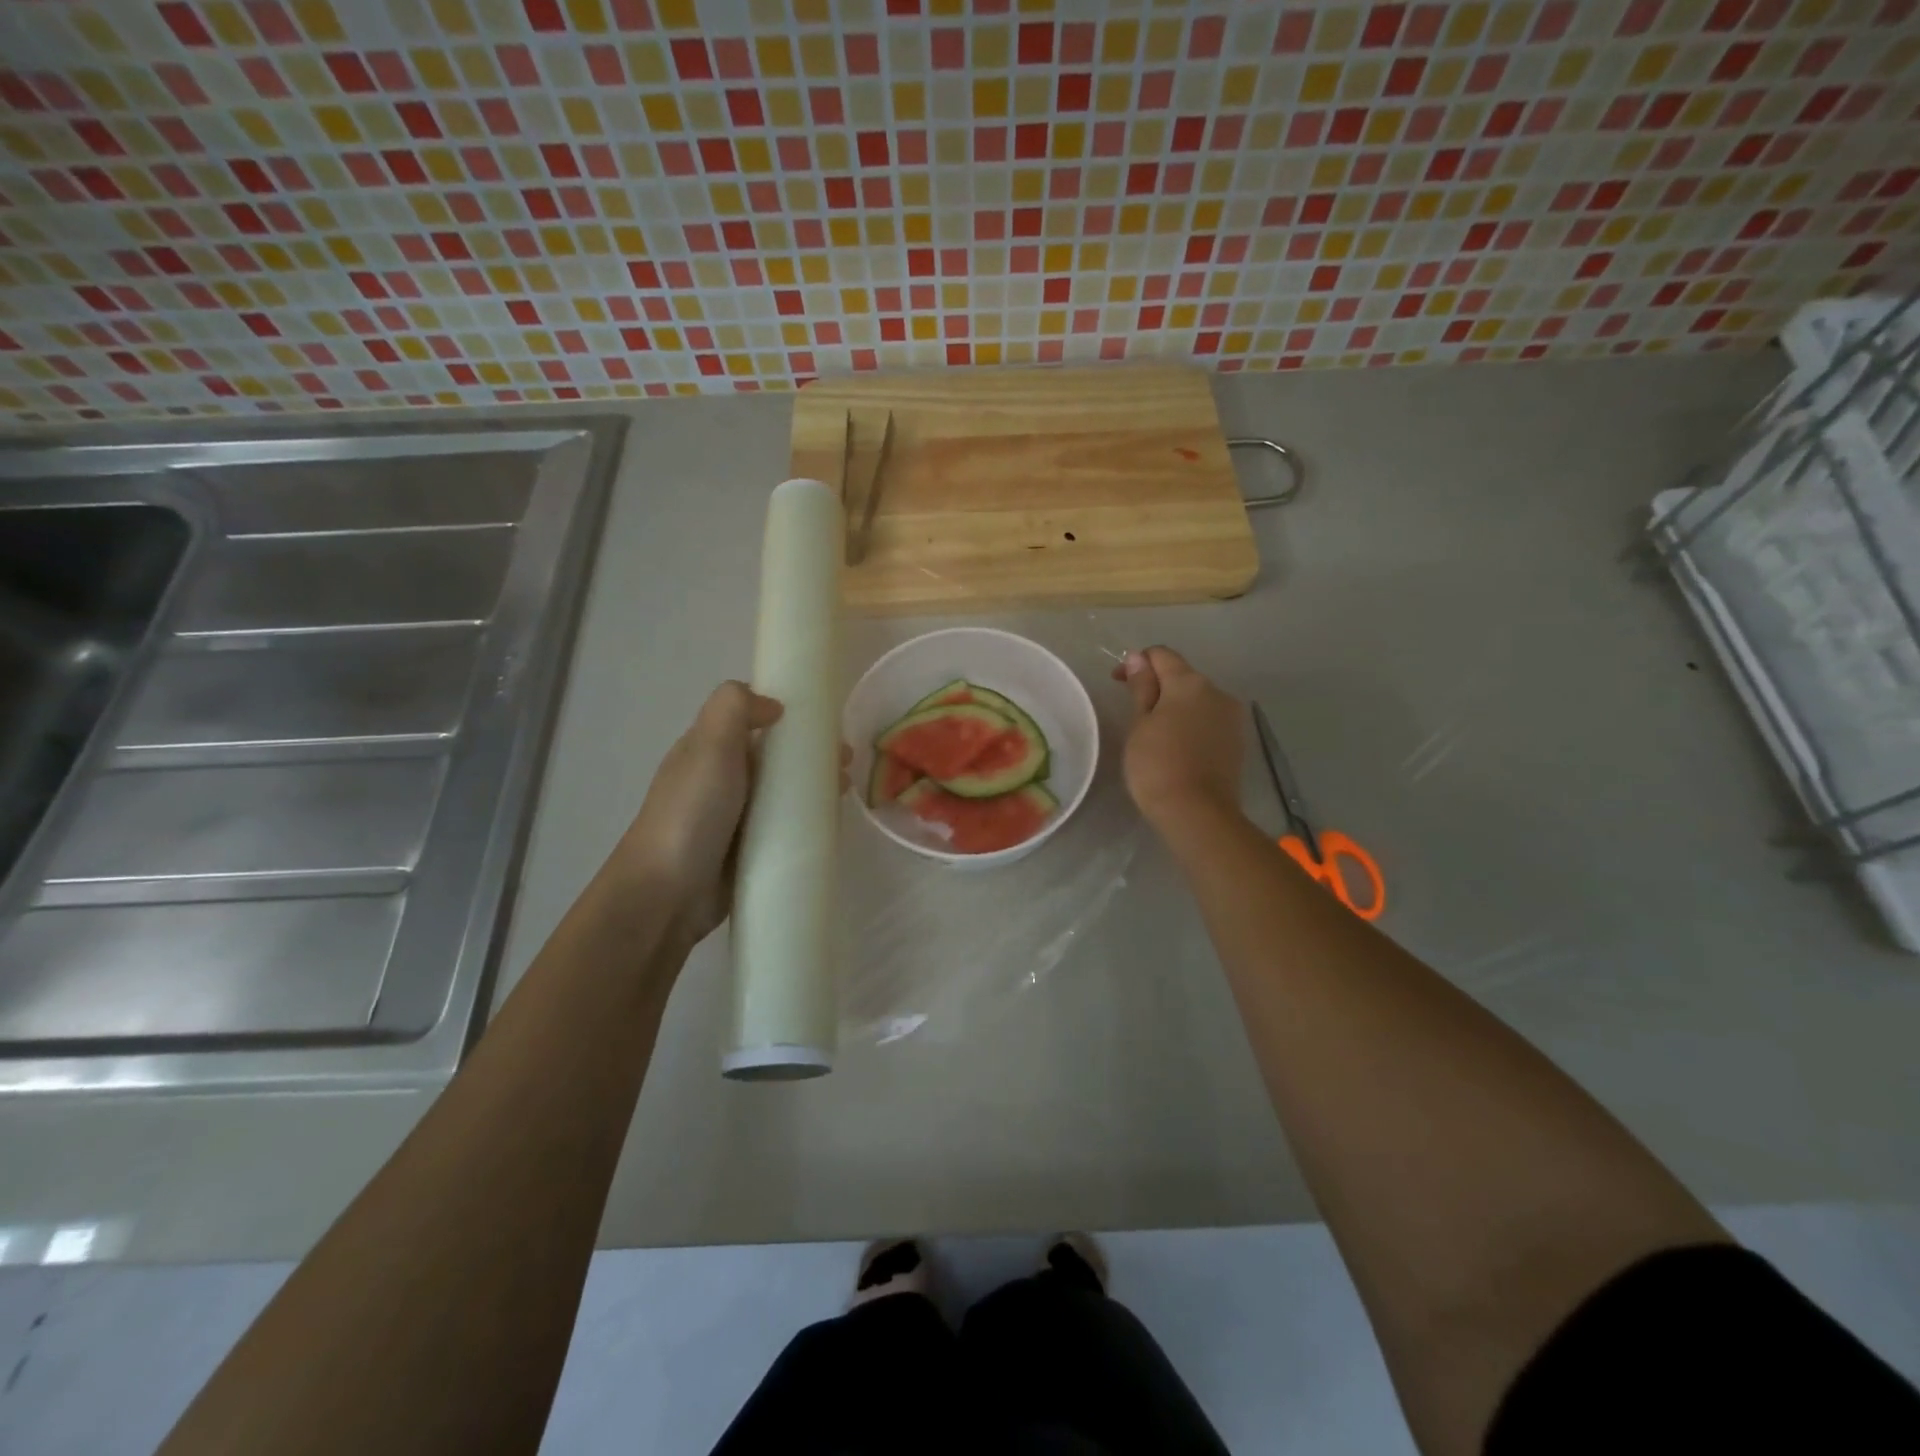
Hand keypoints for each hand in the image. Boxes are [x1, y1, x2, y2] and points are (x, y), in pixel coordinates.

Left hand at [607, 682, 848, 943]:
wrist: (666, 893)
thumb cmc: (690, 813)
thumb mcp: (708, 746)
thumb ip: (734, 708)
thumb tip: (773, 705)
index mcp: (708, 750)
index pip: (752, 722)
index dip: (789, 717)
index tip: (825, 724)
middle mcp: (721, 780)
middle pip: (774, 758)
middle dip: (811, 755)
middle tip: (846, 763)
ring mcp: (734, 819)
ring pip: (783, 794)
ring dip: (815, 788)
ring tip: (845, 792)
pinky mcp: (748, 852)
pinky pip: (785, 829)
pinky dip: (808, 822)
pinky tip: (831, 825)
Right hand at [1112, 647, 1245, 830]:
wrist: (1198, 813)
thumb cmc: (1157, 765)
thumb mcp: (1140, 724)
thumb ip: (1142, 688)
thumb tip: (1139, 658)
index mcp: (1190, 682)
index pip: (1162, 655)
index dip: (1137, 663)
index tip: (1118, 682)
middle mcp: (1217, 692)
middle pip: (1182, 676)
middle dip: (1158, 685)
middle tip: (1134, 711)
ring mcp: (1232, 717)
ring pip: (1198, 699)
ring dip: (1176, 706)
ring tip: (1155, 732)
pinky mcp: (1238, 741)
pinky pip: (1209, 721)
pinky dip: (1191, 724)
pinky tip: (1177, 746)